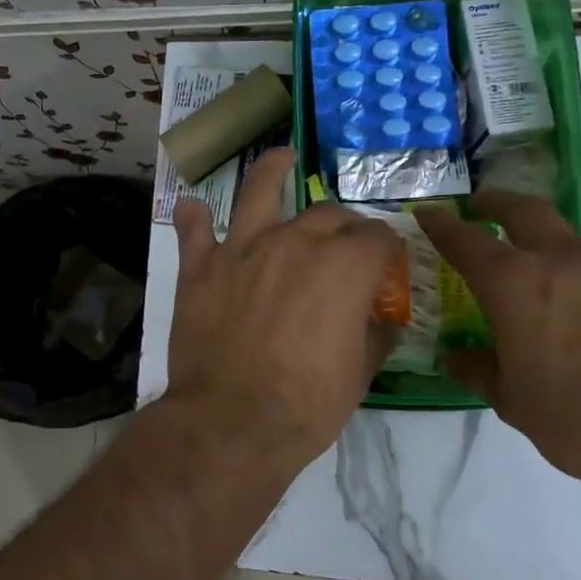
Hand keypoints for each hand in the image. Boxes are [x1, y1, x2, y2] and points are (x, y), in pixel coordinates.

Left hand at [167, 148, 402, 477]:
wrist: (230, 423)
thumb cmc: (306, 405)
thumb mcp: (360, 373)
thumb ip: (375, 332)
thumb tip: (381, 315)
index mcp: (343, 266)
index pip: (376, 238)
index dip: (387, 249)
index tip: (387, 263)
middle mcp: (294, 243)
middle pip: (327, 214)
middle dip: (345, 224)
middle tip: (347, 241)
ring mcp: (242, 250)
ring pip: (258, 193)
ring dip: (272, 170)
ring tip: (281, 157)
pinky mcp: (200, 269)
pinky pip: (194, 231)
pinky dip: (194, 218)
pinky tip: (193, 208)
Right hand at [414, 191, 580, 500]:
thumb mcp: (515, 404)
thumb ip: (480, 371)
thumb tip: (458, 357)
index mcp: (517, 285)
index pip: (467, 241)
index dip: (443, 225)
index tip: (427, 213)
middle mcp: (563, 261)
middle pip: (524, 211)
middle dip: (495, 203)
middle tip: (478, 206)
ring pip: (567, 239)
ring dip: (541, 243)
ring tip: (533, 275)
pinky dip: (579, 273)